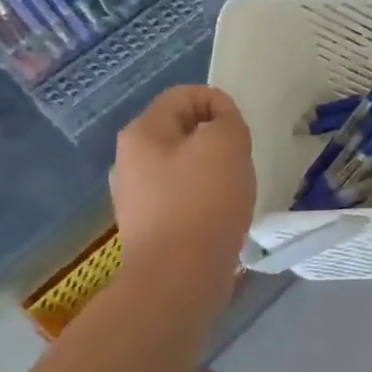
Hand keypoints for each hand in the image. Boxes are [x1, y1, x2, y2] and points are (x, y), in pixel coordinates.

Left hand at [111, 86, 255, 278]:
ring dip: (211, 169)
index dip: (218, 101)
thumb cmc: (203, 200)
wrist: (178, 277)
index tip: (241, 130)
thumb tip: (219, 123)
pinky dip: (203, 198)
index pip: (184, 95)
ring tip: (232, 190)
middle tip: (240, 159)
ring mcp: (135, 196)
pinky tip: (219, 216)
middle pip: (181, 130)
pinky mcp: (148, 226)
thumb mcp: (227, 144)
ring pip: (182, 164)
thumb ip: (227, 119)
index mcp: (142, 132)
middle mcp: (129, 160)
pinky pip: (181, 196)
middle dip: (215, 138)